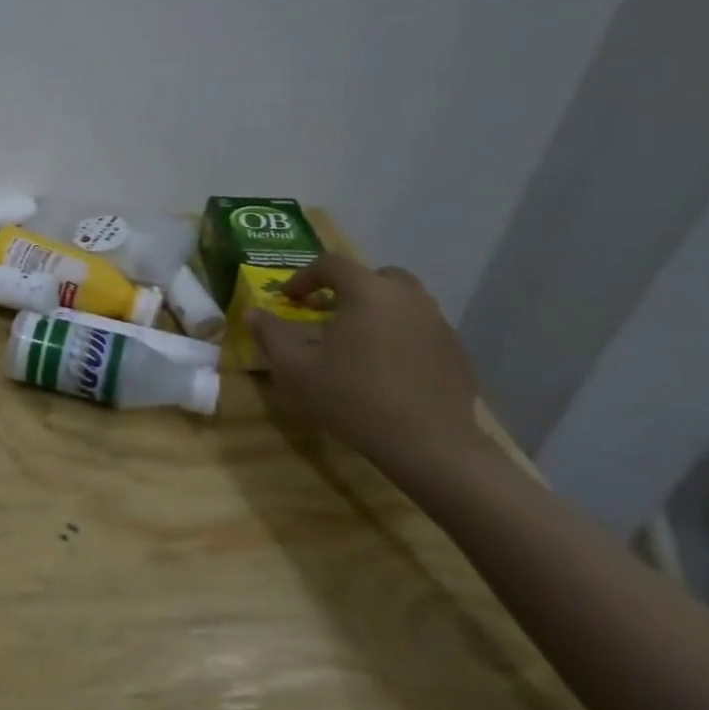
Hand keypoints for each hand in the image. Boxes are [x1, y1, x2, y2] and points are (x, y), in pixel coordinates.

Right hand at [246, 253, 489, 485]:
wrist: (429, 445)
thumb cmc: (353, 398)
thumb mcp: (295, 368)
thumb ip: (270, 334)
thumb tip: (252, 312)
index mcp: (367, 292)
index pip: (331, 264)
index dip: (304, 277)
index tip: (288, 300)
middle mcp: (408, 297)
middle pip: (374, 277)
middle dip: (347, 289)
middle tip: (327, 314)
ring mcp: (438, 324)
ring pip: (402, 302)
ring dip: (376, 311)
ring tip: (357, 342)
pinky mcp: (456, 352)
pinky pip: (421, 330)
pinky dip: (401, 336)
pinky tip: (388, 368)